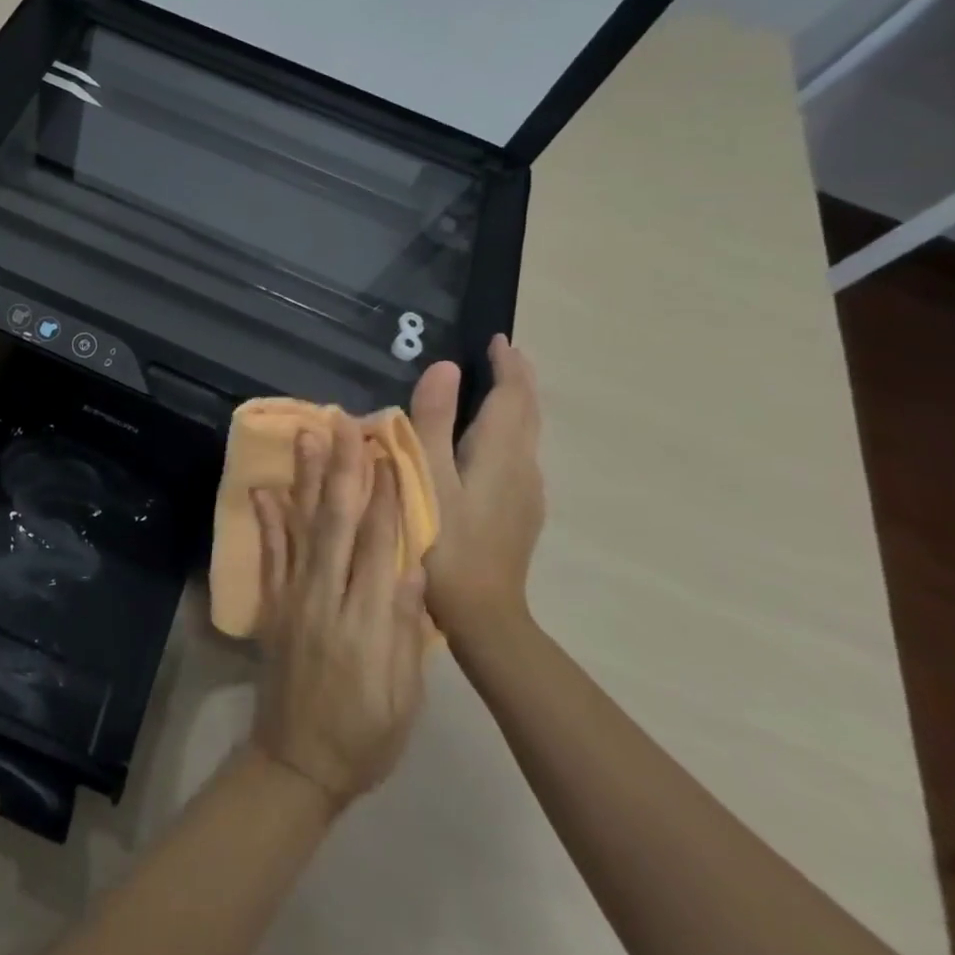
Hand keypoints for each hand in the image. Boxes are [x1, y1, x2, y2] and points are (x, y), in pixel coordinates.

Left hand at [249, 414, 427, 812]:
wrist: (298, 762)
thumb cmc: (366, 736)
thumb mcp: (405, 696)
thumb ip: (406, 628)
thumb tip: (414, 565)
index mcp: (367, 623)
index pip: (379, 547)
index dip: (386, 498)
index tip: (389, 453)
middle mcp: (326, 600)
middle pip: (337, 524)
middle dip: (343, 470)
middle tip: (345, 425)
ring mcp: (293, 599)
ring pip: (301, 528)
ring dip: (305, 480)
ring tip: (307, 436)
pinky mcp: (271, 605)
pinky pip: (268, 556)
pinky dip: (267, 521)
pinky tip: (265, 489)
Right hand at [410, 334, 545, 638]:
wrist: (483, 615)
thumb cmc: (443, 542)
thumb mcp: (426, 477)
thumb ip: (433, 421)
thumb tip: (445, 366)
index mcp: (500, 453)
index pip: (513, 395)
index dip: (508, 364)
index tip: (497, 339)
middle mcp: (524, 467)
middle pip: (528, 412)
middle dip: (518, 380)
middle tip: (500, 355)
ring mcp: (528, 494)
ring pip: (527, 435)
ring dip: (515, 405)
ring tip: (492, 390)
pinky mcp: (522, 514)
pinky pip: (520, 456)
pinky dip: (509, 432)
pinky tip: (487, 445)